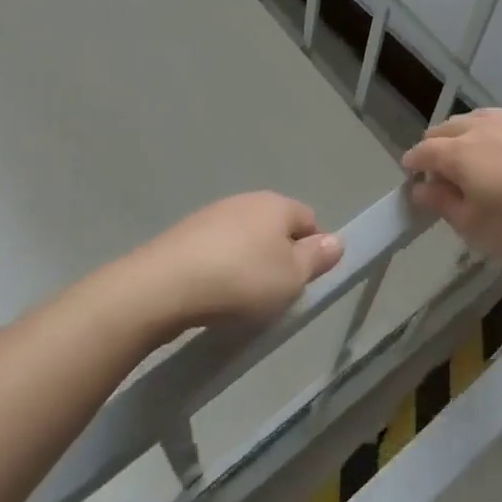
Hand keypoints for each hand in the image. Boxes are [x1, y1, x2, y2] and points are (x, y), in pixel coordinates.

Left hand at [124, 192, 342, 333]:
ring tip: (242, 301)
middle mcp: (246, 200)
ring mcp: (212, 215)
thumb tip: (336, 240)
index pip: (309, 219)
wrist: (164, 286)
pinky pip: (216, 251)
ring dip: (248, 264)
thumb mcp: (291, 277)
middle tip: (276, 294)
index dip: (313, 250)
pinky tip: (213, 296)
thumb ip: (317, 258)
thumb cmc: (241, 280)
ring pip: (244, 239)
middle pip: (275, 228)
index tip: (305, 282)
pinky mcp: (185, 235)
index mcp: (276, 204)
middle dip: (279, 257)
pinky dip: (221, 269)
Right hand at [401, 109, 501, 261]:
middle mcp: (479, 128)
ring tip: (470, 156)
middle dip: (434, 146)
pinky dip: (492, 134)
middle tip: (438, 170)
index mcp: (457, 153)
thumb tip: (421, 188)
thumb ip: (444, 205)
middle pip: (445, 129)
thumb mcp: (477, 228)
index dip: (412, 164)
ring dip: (463, 135)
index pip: (423, 151)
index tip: (411, 177)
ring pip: (474, 120)